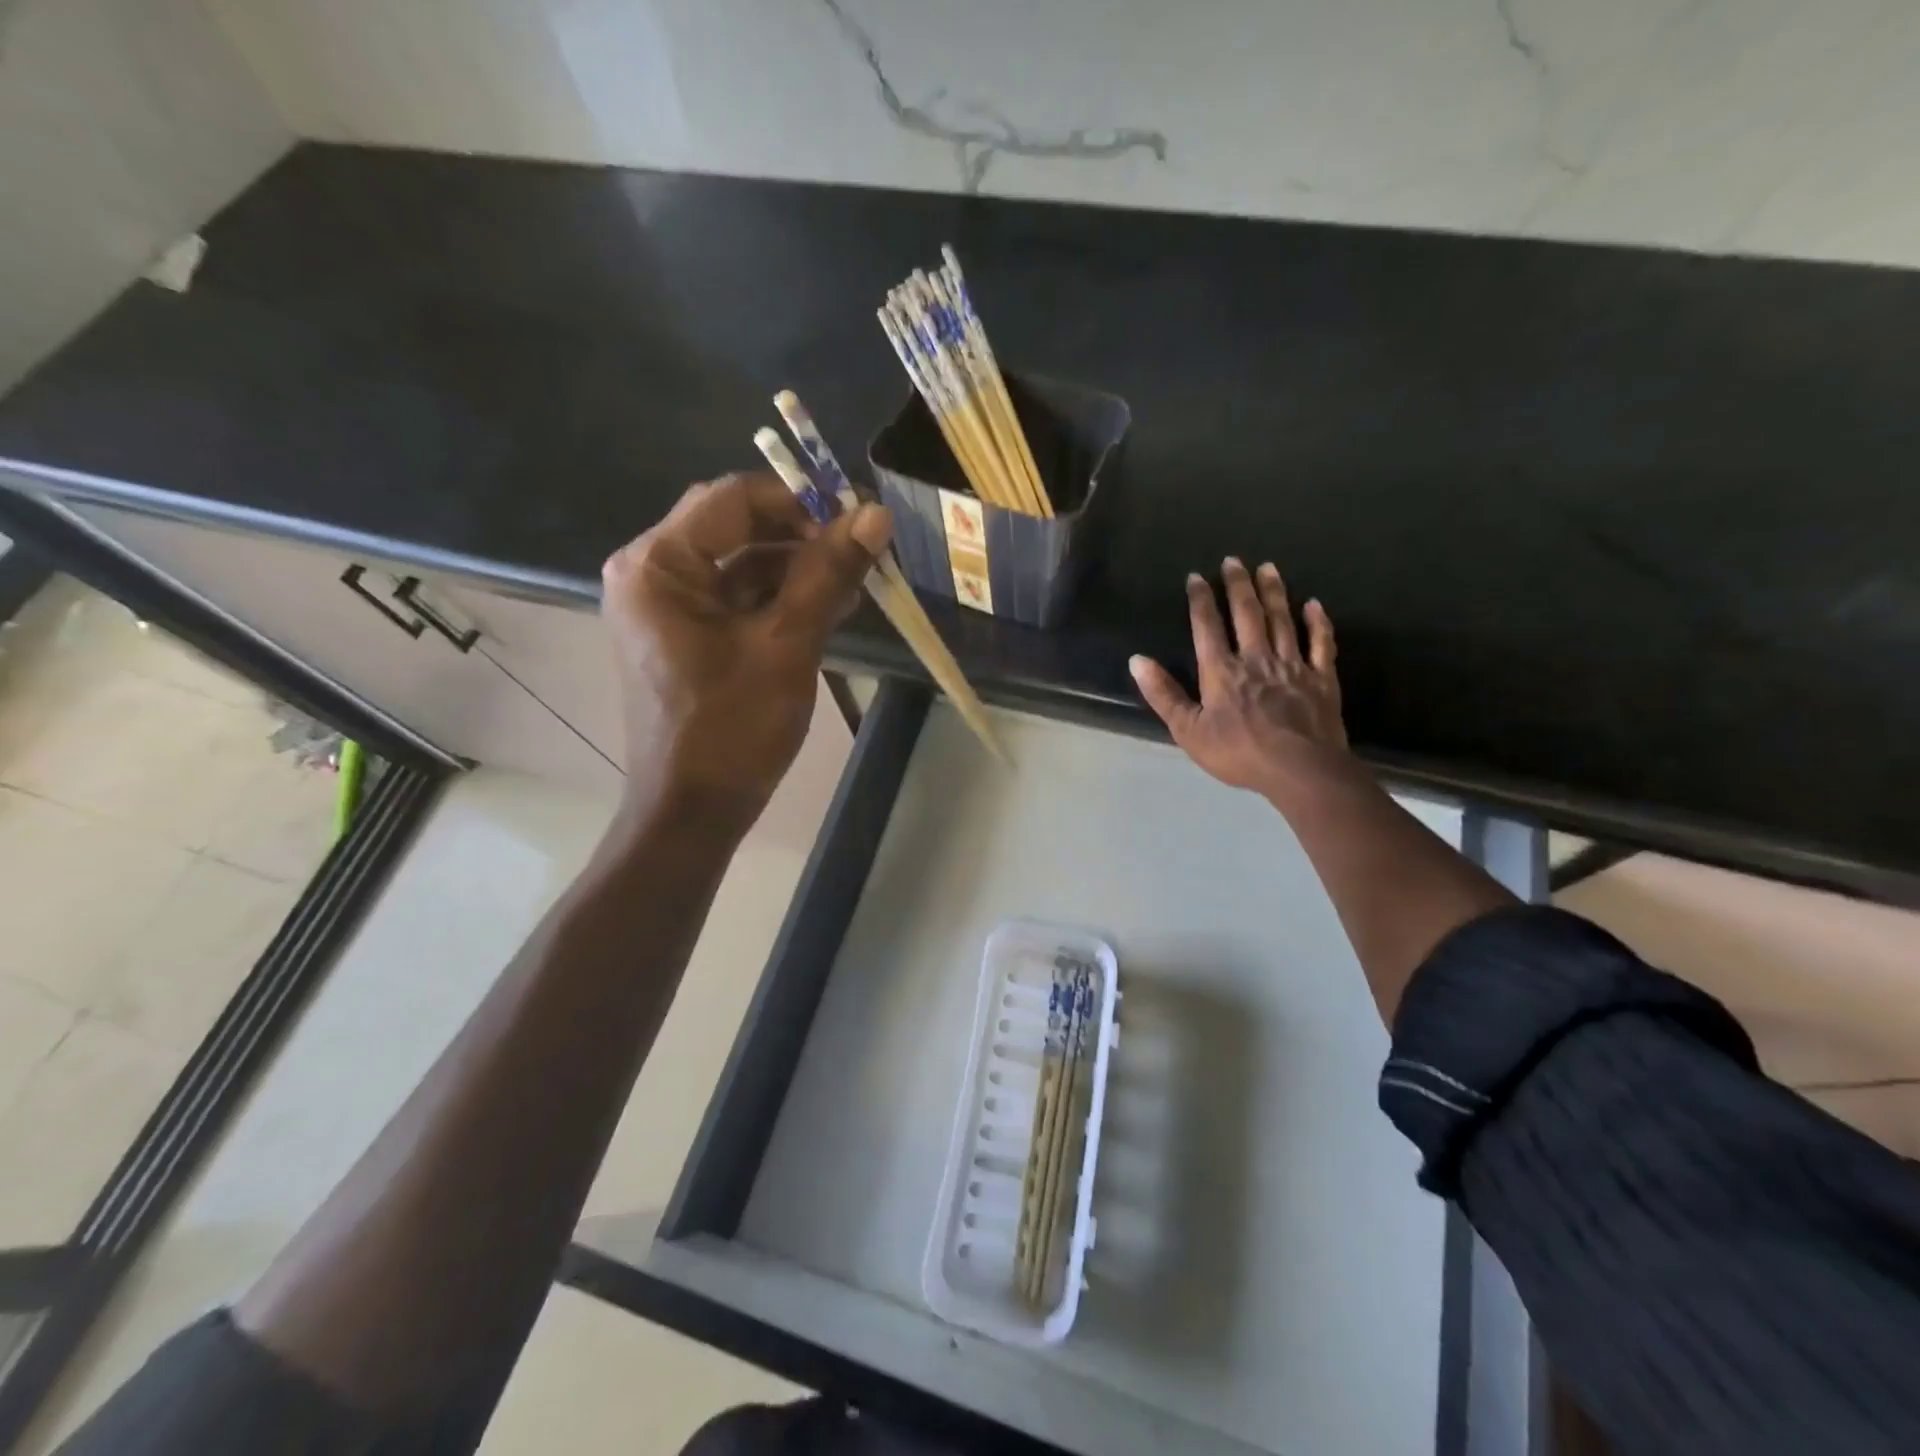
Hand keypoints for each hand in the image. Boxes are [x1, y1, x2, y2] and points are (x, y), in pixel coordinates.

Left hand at [601, 473, 890, 829]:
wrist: (693, 811)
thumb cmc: (732, 729)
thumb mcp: (787, 645)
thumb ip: (828, 574)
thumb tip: (875, 514)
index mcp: (659, 565)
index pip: (733, 498)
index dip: (799, 500)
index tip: (857, 517)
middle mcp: (652, 574)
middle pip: (736, 527)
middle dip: (802, 535)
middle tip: (862, 548)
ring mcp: (667, 608)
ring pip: (742, 564)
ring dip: (798, 569)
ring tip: (857, 583)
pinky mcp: (686, 636)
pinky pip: (737, 599)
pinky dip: (781, 600)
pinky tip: (830, 609)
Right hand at [1130, 558, 1350, 801]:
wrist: (1300, 769)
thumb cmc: (1238, 752)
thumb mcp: (1188, 730)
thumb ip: (1163, 694)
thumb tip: (1137, 660)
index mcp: (1221, 671)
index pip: (1207, 626)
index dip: (1200, 600)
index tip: (1196, 576)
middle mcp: (1256, 658)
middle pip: (1247, 614)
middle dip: (1238, 585)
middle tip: (1234, 560)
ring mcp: (1292, 665)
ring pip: (1282, 620)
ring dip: (1274, 592)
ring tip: (1269, 568)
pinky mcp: (1322, 678)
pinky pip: (1321, 643)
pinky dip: (1318, 622)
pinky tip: (1314, 605)